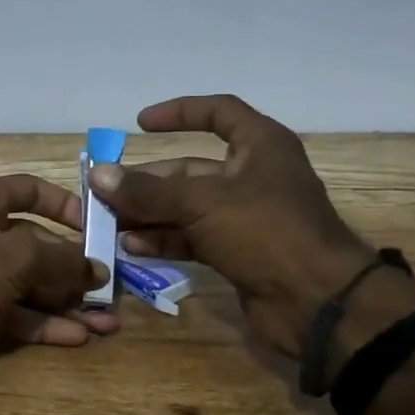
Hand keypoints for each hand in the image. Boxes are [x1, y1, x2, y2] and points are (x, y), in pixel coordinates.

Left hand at [0, 174, 119, 346]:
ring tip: (107, 322)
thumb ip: (62, 261)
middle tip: (111, 288)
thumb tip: (98, 270)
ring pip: (26, 284)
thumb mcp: (17, 258)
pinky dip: (41, 323)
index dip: (66, 205)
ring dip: (64, 302)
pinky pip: (12, 312)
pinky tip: (77, 337)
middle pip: (34, 244)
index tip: (97, 229)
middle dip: (73, 268)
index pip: (30, 190)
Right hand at [89, 95, 377, 358]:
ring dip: (149, 213)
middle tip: (105, 191)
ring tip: (109, 221)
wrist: (317, 302)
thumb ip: (147, 191)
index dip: (180, 112)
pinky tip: (132, 246)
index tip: (140, 124)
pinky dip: (164, 240)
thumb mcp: (201, 203)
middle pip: (190, 169)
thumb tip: (97, 175)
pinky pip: (192, 238)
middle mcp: (252, 176)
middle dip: (147, 181)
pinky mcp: (238, 252)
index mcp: (260, 147)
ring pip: (187, 207)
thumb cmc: (265, 232)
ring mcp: (245, 217)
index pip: (218, 113)